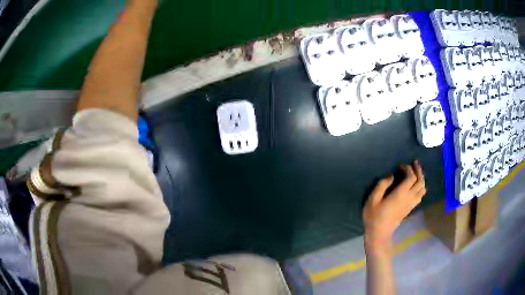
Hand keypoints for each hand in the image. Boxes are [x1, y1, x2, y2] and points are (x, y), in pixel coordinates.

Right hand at [363, 160, 425, 253]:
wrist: (379, 233)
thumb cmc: (374, 216)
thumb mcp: (373, 199)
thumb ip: (382, 185)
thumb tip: (391, 176)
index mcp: (401, 194)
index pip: (411, 177)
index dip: (408, 169)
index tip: (400, 166)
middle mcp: (409, 197)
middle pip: (420, 181)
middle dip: (419, 171)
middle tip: (414, 163)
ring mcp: (411, 204)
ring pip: (422, 189)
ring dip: (421, 179)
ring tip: (416, 173)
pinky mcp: (410, 208)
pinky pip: (420, 195)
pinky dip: (421, 187)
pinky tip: (415, 185)